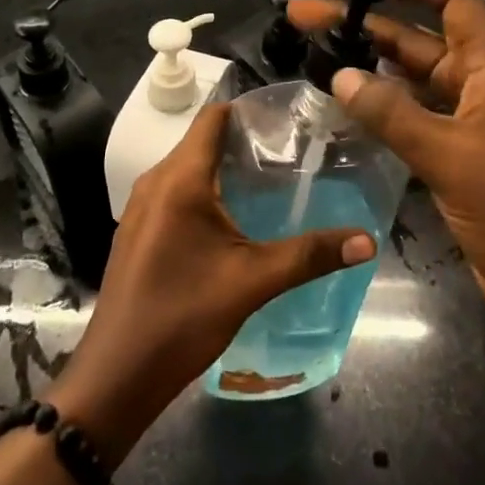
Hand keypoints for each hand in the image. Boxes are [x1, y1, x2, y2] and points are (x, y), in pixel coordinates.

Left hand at [48, 103, 374, 465]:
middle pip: (201, 141)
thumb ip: (310, 255)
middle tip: (292, 152)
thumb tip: (367, 240)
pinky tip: (234, 218)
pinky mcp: (138, 230)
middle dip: (244, 141)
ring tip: (271, 182)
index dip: (249, 110)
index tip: (288, 118)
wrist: (118, 374)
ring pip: (188, 168)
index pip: (213, 117)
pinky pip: (175, 192)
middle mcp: (155, 181)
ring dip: (224, 168)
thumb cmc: (183, 317)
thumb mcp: (252, 282)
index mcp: (179, 179)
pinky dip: (205, 191)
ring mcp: (141, 206)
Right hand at [288, 0, 484, 325]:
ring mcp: (465, 121)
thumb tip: (341, 76)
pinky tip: (344, 103)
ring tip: (316, 53)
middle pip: (418, 38)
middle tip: (306, 18)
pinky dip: (379, 104)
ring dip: (369, 64)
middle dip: (366, 24)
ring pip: (410, 78)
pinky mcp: (454, 154)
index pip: (455, 0)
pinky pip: (410, 115)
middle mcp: (477, 86)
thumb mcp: (452, 157)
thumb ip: (394, 115)